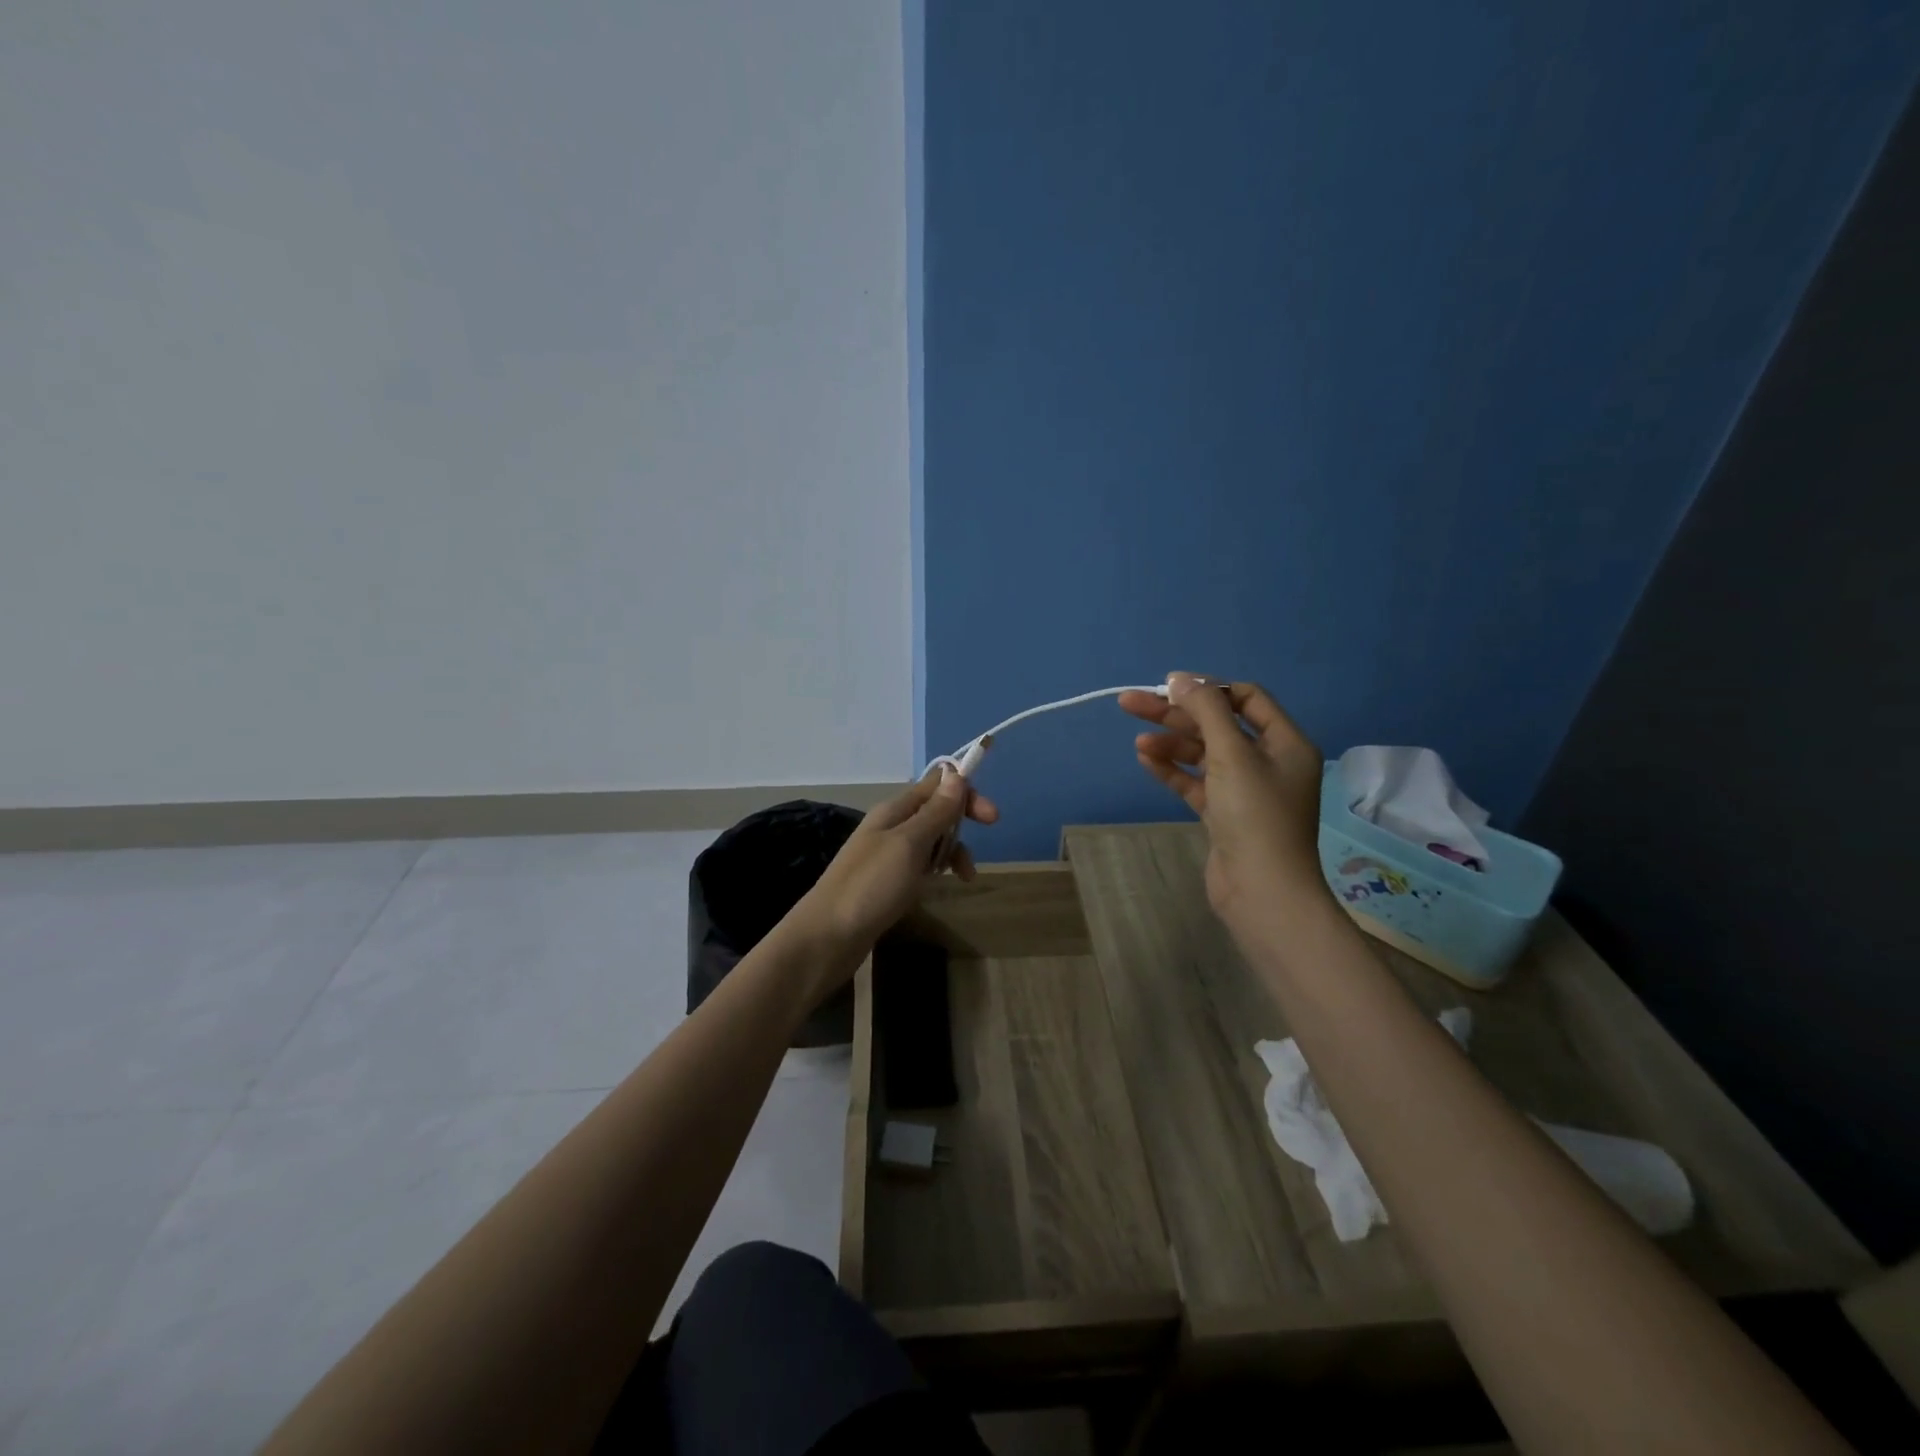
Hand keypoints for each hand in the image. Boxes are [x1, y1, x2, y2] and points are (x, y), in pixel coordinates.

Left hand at [794, 767, 999, 966]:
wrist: (828, 937)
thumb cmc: (871, 886)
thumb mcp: (909, 845)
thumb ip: (935, 812)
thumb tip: (956, 776)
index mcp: (894, 810)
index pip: (935, 785)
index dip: (965, 793)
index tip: (992, 817)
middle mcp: (890, 826)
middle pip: (934, 811)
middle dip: (961, 822)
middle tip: (986, 841)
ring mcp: (886, 855)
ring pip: (930, 840)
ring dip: (951, 850)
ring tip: (965, 875)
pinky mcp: (886, 881)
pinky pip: (919, 864)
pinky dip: (936, 869)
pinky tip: (941, 885)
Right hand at [1119, 673, 1329, 940]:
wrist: (1262, 891)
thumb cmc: (1255, 815)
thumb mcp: (1232, 753)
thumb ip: (1206, 711)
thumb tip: (1180, 678)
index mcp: (1284, 742)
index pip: (1246, 699)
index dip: (1208, 689)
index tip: (1169, 686)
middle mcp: (1268, 762)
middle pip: (1217, 725)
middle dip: (1177, 714)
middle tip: (1131, 703)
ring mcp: (1245, 791)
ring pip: (1203, 754)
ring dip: (1171, 743)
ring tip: (1138, 742)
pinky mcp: (1224, 815)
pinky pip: (1196, 782)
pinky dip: (1173, 770)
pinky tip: (1146, 759)